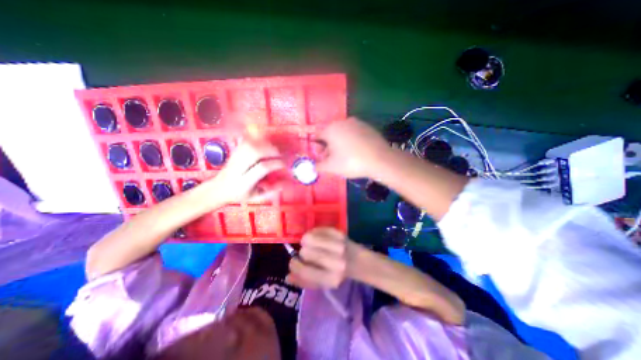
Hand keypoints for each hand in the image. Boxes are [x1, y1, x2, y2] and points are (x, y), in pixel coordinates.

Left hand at [206, 138, 285, 204]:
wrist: (218, 188)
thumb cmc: (239, 194)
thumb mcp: (255, 197)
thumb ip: (269, 192)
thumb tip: (283, 184)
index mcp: (244, 182)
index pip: (262, 168)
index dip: (275, 164)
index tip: (284, 165)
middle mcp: (238, 168)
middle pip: (255, 152)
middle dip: (271, 150)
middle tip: (280, 155)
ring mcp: (235, 158)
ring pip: (250, 145)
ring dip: (265, 144)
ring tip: (273, 149)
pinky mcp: (234, 152)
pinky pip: (246, 141)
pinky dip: (257, 140)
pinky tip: (264, 144)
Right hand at [286, 227, 359, 288]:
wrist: (359, 261)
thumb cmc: (338, 273)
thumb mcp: (322, 283)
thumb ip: (304, 281)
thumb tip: (287, 277)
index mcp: (331, 279)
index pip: (305, 271)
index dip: (295, 265)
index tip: (293, 261)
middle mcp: (337, 262)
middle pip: (305, 252)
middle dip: (303, 252)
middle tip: (307, 253)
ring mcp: (339, 245)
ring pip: (310, 238)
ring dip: (306, 240)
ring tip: (310, 244)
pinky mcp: (340, 233)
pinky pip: (318, 229)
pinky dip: (314, 232)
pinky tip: (317, 237)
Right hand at [316, 118, 390, 178]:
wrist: (380, 159)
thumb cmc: (351, 162)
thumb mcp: (331, 167)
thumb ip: (318, 166)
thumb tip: (313, 166)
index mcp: (330, 129)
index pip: (317, 137)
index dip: (318, 149)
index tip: (323, 158)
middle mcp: (342, 121)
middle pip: (330, 134)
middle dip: (329, 147)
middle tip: (334, 159)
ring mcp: (356, 122)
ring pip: (342, 133)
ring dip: (340, 144)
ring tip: (346, 157)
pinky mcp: (367, 126)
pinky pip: (354, 134)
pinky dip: (352, 141)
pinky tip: (357, 152)